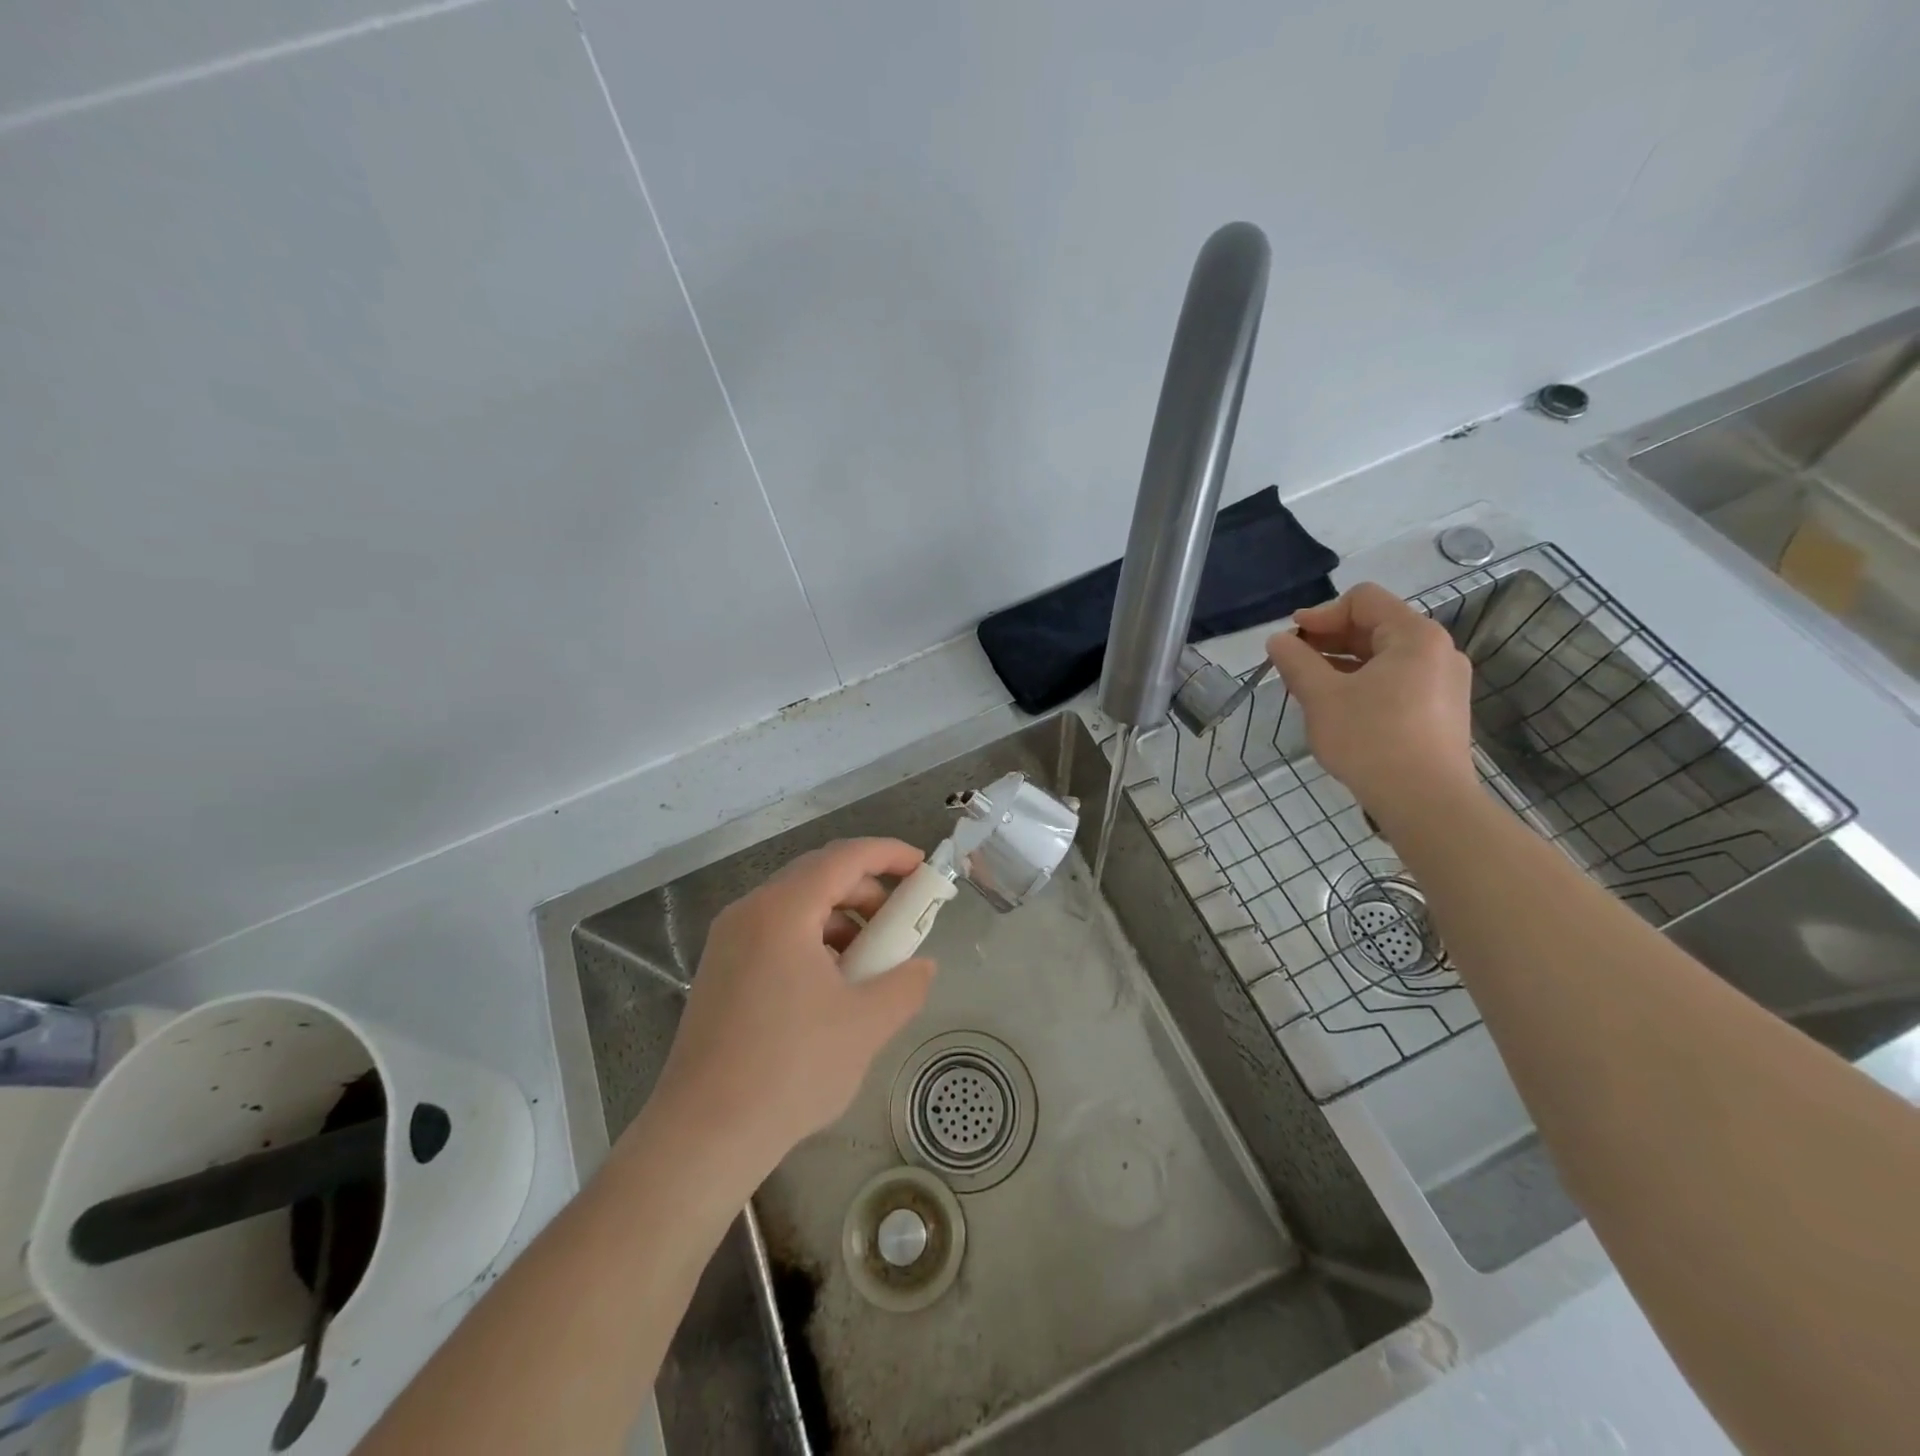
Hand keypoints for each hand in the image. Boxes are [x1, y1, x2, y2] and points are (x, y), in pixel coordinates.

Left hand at [647, 838, 936, 1177]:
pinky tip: (831, 985)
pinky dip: (813, 941)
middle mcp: (749, 912)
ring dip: (841, 919)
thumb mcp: (866, 1024)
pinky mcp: (720, 970)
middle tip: (901, 920)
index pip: (844, 857)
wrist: (703, 1135)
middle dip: (867, 890)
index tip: (922, 867)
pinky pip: (776, 933)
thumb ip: (906, 984)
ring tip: (870, 961)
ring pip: (796, 906)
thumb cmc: (790, 1069)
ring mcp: (728, 941)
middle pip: (818, 875)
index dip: (888, 854)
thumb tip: (923, 966)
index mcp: (782, 911)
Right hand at [1265, 583, 1475, 817]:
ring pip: (1384, 657)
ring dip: (1343, 664)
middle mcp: (1437, 650)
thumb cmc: (1371, 739)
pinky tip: (1340, 709)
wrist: (1426, 802)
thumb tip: (1278, 640)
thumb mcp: (1321, 696)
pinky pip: (1397, 682)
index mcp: (1414, 636)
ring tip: (1310, 688)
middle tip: (1294, 664)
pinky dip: (1364, 684)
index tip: (1291, 639)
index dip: (1321, 613)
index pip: (1363, 600)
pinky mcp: (1442, 711)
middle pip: (1375, 626)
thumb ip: (1296, 661)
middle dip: (1329, 640)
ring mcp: (1444, 683)